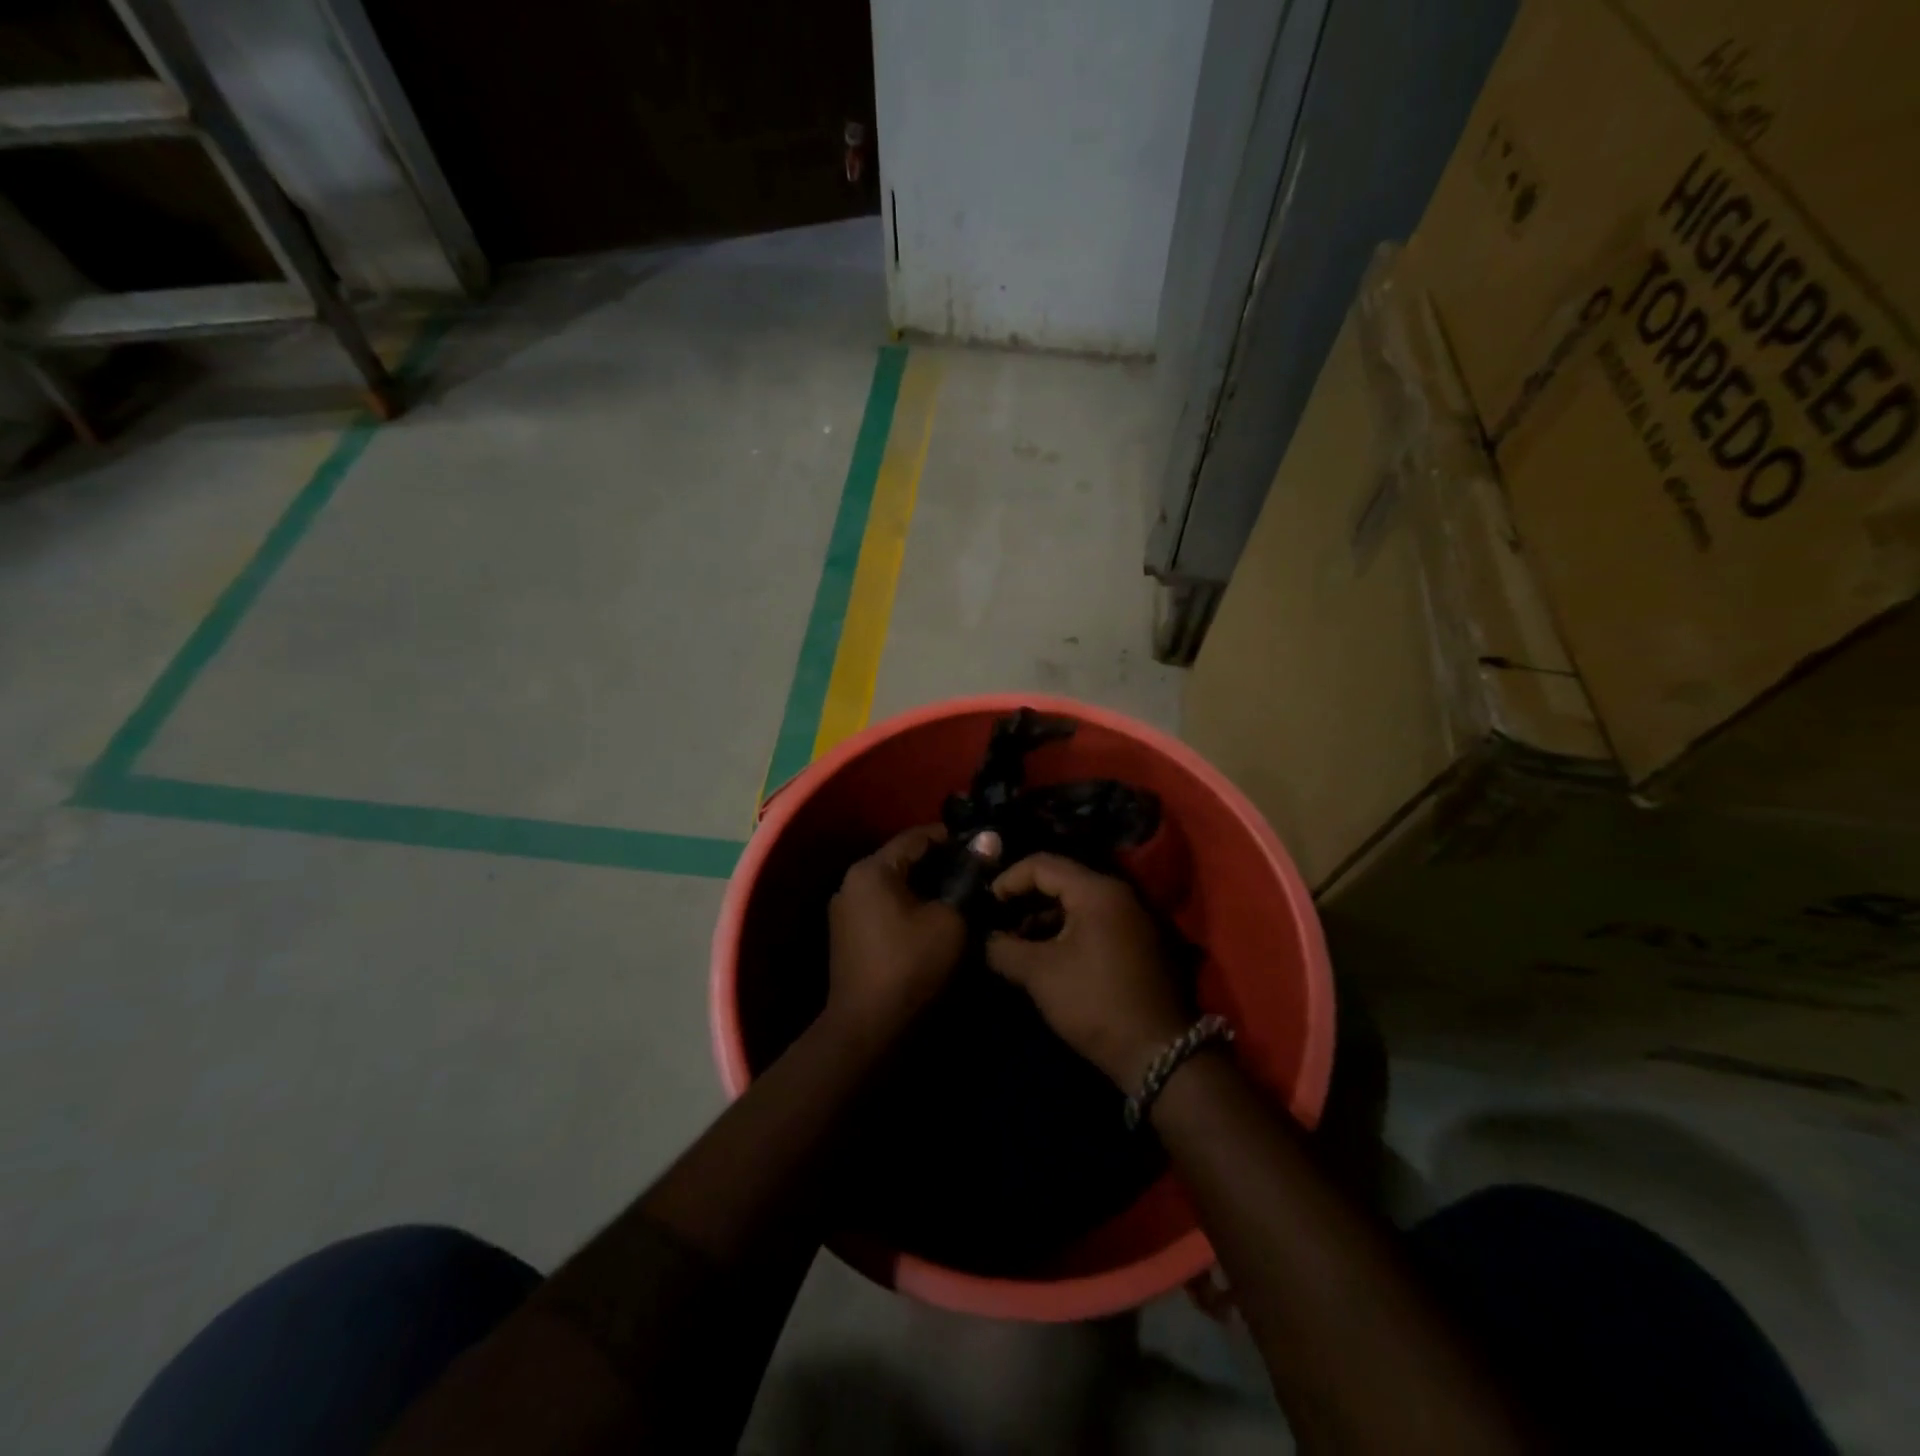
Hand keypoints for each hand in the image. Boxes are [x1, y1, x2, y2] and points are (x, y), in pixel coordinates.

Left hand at [826, 825, 969, 1043]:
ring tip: (964, 893)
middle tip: (980, 871)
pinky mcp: (849, 935)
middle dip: (942, 863)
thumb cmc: (912, 965)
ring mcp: (846, 910)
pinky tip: (938, 917)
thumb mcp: (950, 919)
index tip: (985, 845)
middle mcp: (852, 882)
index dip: (954, 838)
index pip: (917, 837)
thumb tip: (989, 839)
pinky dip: (911, 906)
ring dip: (927, 887)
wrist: (868, 1030)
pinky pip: (886, 907)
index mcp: (871, 870)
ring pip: (896, 885)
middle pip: (904, 860)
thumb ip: (969, 876)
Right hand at [985, 854, 1189, 1090]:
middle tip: (997, 922)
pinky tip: (1046, 956)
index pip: (1042, 864)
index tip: (986, 905)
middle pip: (1061, 880)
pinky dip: (1067, 931)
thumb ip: (1004, 949)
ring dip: (1044, 918)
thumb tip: (985, 939)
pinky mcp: (1139, 941)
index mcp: (1097, 890)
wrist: (1159, 1053)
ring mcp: (1133, 917)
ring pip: (1078, 903)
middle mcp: (1119, 893)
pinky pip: (1094, 921)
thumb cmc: (1095, 1002)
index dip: (1008, 880)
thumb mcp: (1040, 974)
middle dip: (1024, 900)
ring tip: (1016, 944)